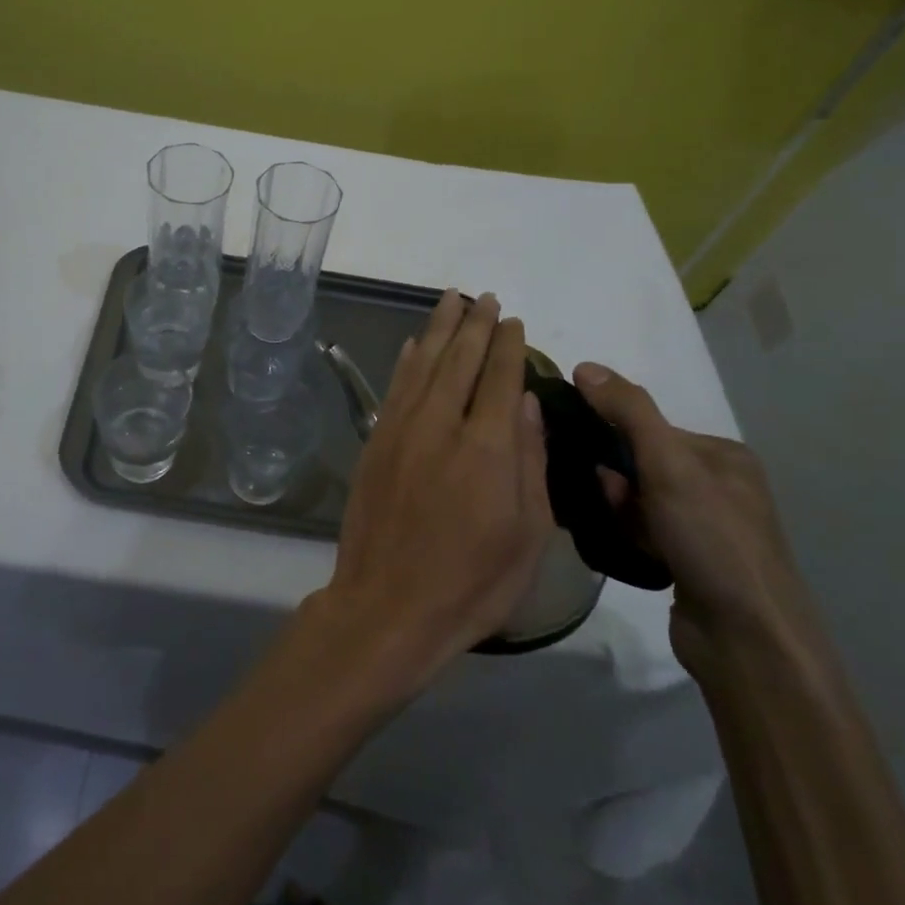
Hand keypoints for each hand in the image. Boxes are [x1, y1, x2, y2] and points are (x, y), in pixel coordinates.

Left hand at [307, 291, 554, 700]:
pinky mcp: (375, 442)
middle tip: (486, 298)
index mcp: (488, 447)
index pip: (501, 377)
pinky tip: (415, 344)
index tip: (514, 321)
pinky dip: (408, 360)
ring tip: (451, 300)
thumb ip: (530, 460)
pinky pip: (394, 387)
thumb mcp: (528, 535)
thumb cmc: (471, 582)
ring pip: (424, 363)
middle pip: (461, 359)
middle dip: (476, 324)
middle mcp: (442, 424)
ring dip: (440, 328)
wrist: (388, 605)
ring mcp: (402, 429)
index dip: (509, 345)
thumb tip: (527, 401)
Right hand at [573, 363, 812, 674]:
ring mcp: (705, 528)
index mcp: (723, 457)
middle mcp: (718, 487)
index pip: (651, 428)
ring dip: (618, 507)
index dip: (613, 435)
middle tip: (605, 497)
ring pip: (638, 499)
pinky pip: (642, 530)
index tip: (583, 450)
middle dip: (615, 477)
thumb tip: (585, 366)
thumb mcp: (668, 466)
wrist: (747, 641)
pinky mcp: (689, 562)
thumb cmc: (712, 540)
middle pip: (641, 462)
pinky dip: (626, 533)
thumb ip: (629, 413)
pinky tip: (621, 545)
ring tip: (613, 526)